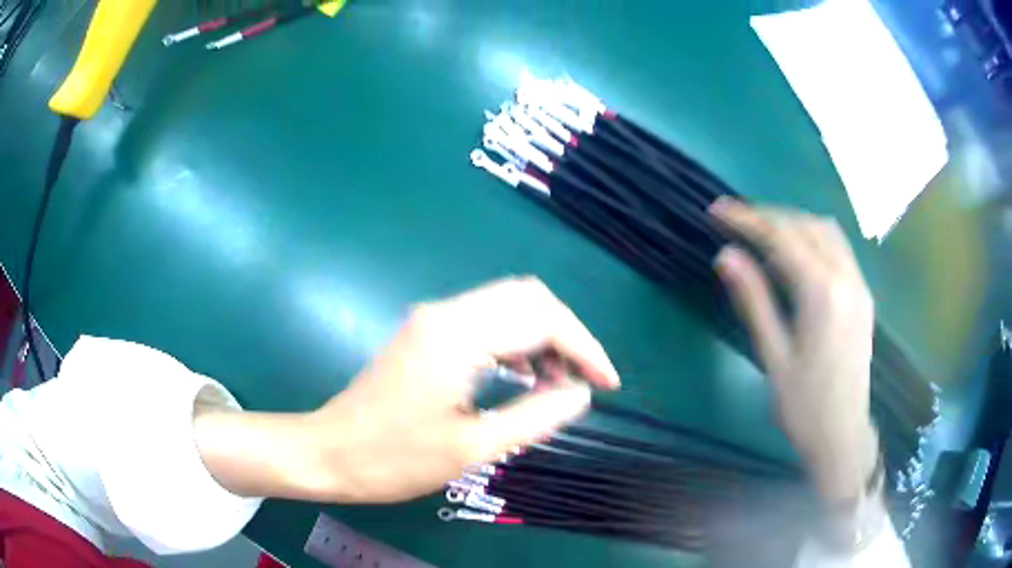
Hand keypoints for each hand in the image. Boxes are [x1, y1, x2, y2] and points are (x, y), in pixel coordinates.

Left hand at [195, 277, 618, 503]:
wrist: (329, 452)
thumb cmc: (395, 459)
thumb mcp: (472, 447)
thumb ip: (535, 416)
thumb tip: (581, 394)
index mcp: (458, 336)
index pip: (542, 318)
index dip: (584, 348)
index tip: (607, 383)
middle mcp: (447, 313)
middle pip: (528, 297)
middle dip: (568, 335)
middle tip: (584, 380)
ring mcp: (433, 319)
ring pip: (508, 305)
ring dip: (543, 336)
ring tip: (558, 381)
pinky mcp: (427, 332)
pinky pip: (486, 321)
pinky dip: (516, 341)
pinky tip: (523, 374)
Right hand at [710, 199, 877, 506]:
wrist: (843, 436)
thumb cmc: (803, 407)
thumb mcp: (773, 357)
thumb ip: (754, 301)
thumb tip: (727, 256)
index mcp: (823, 294)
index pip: (782, 238)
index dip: (748, 219)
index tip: (717, 210)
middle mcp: (847, 279)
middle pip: (806, 225)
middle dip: (769, 216)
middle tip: (736, 221)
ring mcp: (859, 285)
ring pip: (826, 231)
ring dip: (793, 223)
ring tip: (764, 233)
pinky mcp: (863, 296)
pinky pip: (839, 248)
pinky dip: (813, 238)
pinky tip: (797, 254)